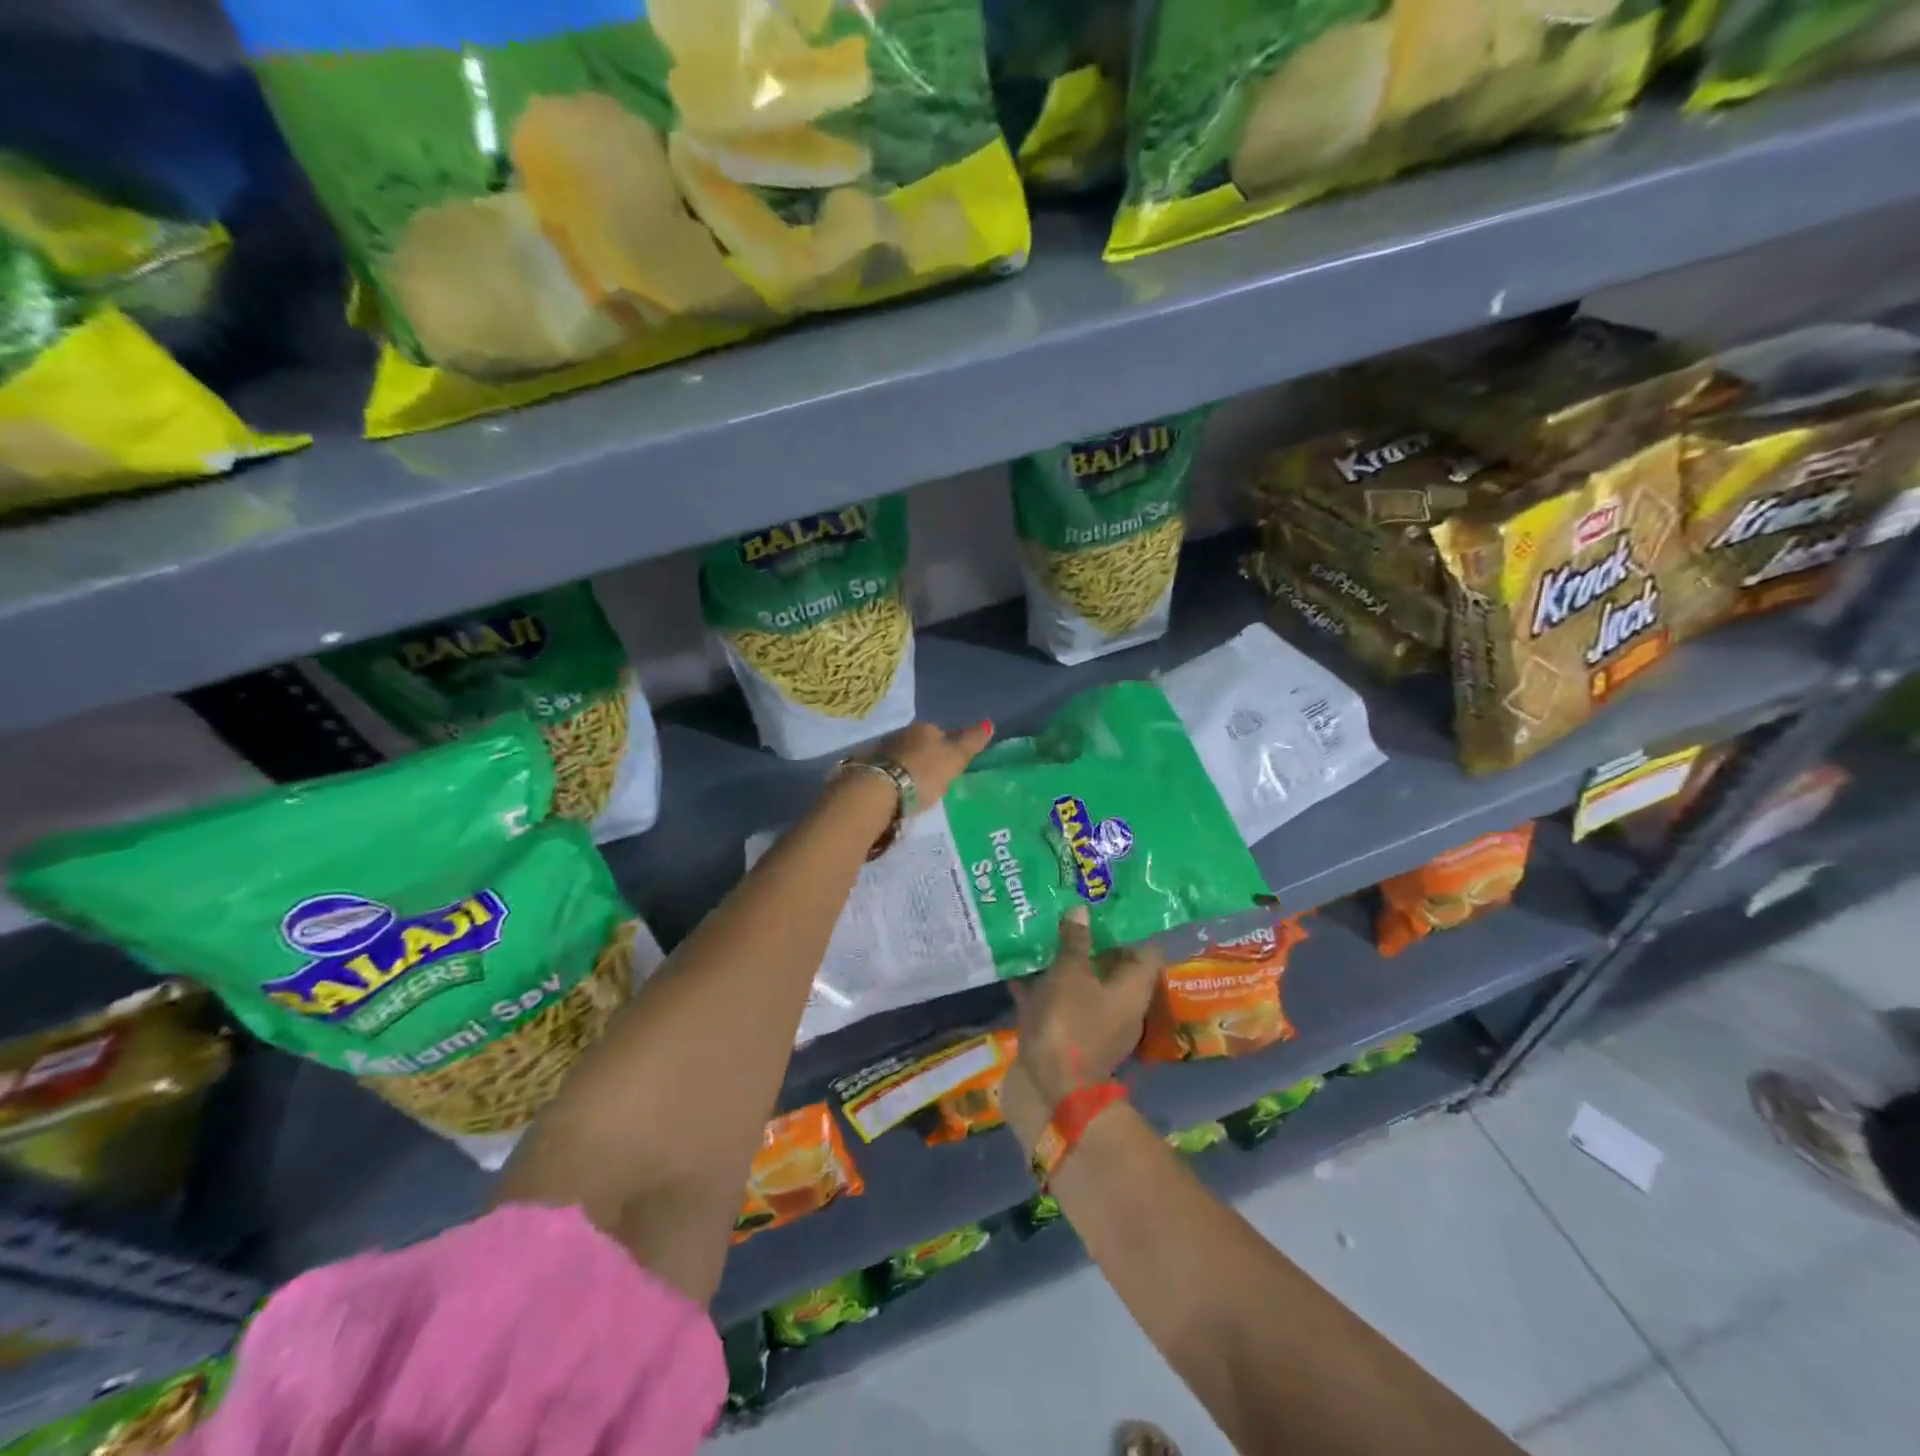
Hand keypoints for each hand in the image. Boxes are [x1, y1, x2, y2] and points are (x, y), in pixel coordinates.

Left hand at [876, 719, 993, 808]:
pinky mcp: (867, 768)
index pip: (942, 733)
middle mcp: (902, 733)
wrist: (878, 791)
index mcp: (925, 728)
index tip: (952, 763)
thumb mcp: (954, 759)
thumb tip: (989, 723)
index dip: (949, 747)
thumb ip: (971, 742)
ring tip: (916, 785)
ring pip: (902, 755)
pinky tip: (897, 789)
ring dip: (908, 766)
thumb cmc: (924, 773)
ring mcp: (882, 750)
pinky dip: (893, 777)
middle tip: (935, 776)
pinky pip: (887, 770)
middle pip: (920, 743)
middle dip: (926, 756)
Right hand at [1008, 908, 1163, 1108]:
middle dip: (1092, 939)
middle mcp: (1121, 1007)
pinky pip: (1059, 1002)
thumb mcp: (1070, 976)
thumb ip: (1075, 942)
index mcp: (1133, 990)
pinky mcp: (1068, 1037)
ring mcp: (1094, 1024)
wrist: (1049, 1094)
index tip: (1112, 904)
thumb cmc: (1069, 1026)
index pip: (1146, 950)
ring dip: (1066, 962)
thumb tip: (1082, 910)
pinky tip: (1019, 968)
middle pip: (1112, 966)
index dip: (1132, 926)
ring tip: (1044, 931)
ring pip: (1083, 983)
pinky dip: (1043, 987)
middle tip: (1071, 909)